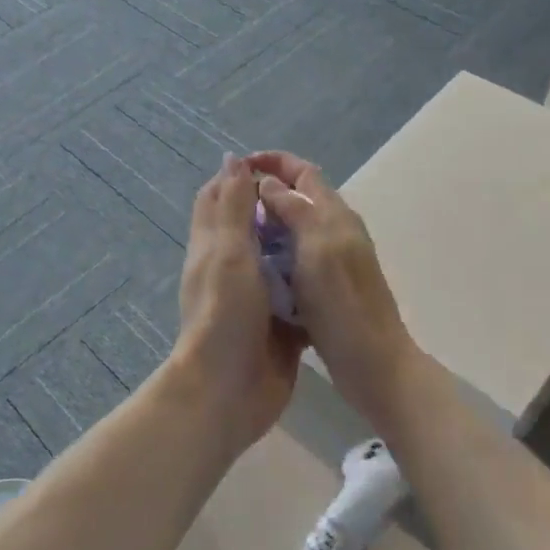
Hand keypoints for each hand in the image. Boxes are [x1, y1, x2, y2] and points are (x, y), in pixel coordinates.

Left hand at [172, 155, 307, 453]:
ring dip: (296, 245)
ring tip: (330, 228)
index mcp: (213, 247)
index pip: (219, 198)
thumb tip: (233, 158)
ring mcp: (255, 299)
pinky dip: (310, 283)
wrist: (229, 390)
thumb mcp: (228, 253)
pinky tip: (336, 273)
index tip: (274, 166)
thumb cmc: (226, 315)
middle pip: (251, 228)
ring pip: (276, 261)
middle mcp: (231, 269)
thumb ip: (232, 207)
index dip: (240, 177)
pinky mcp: (278, 325)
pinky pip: (296, 296)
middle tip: (313, 199)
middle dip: (276, 210)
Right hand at [246, 151, 421, 429]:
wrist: (373, 362)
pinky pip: (294, 256)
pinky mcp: (326, 285)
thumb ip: (294, 209)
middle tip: (230, 204)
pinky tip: (254, 267)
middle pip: (299, 197)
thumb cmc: (342, 303)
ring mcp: (332, 259)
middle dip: (265, 192)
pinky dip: (273, 253)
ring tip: (235, 233)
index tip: (239, 166)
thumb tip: (269, 182)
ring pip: (295, 227)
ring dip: (267, 223)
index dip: (273, 162)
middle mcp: (335, 230)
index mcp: (335, 215)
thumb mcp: (315, 247)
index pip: (303, 172)